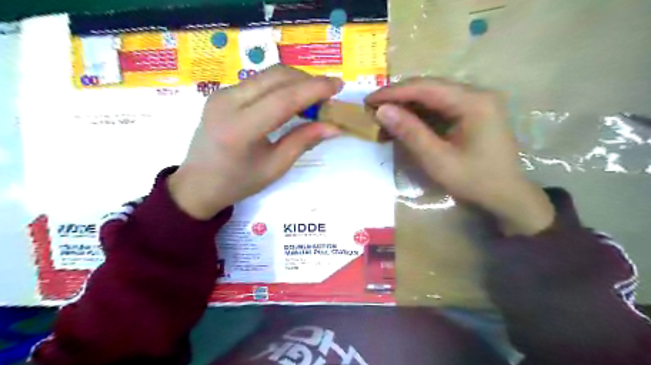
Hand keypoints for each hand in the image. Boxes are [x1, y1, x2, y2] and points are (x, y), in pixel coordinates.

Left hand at [168, 66, 342, 219]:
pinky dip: (280, 85)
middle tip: (328, 95)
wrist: (198, 183)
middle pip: (276, 77)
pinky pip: (258, 81)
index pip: (284, 98)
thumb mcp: (276, 167)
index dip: (314, 89)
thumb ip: (304, 141)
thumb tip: (334, 126)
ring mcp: (221, 94)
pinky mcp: (221, 93)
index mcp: (241, 128)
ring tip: (313, 99)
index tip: (338, 85)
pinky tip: (290, 100)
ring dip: (295, 81)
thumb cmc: (238, 182)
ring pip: (267, 75)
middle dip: (307, 81)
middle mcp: (227, 103)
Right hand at [365, 79, 553, 234]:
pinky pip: (441, 106)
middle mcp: (477, 93)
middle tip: (373, 107)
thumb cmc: (474, 181)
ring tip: (384, 116)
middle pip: (430, 87)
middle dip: (399, 97)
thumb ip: (410, 132)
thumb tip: (381, 110)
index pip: (426, 88)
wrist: (506, 196)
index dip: (394, 92)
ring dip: (408, 105)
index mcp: (473, 102)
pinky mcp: (473, 112)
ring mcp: (477, 102)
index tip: (369, 100)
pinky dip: (420, 114)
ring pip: (434, 96)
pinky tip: (404, 122)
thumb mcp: (437, 160)